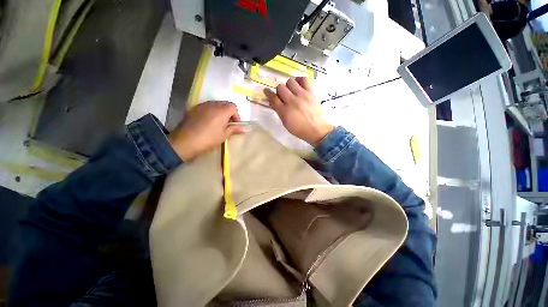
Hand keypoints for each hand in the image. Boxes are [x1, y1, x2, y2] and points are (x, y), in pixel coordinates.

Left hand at [169, 101, 245, 160]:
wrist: (185, 141)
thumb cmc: (208, 139)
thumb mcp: (224, 135)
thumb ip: (234, 129)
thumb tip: (245, 129)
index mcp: (222, 110)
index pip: (233, 106)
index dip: (236, 115)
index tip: (235, 124)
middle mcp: (213, 104)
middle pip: (225, 104)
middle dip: (229, 112)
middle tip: (228, 124)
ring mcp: (202, 105)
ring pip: (216, 104)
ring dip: (220, 111)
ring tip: (218, 123)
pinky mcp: (194, 108)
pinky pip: (207, 106)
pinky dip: (211, 111)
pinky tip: (208, 121)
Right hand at [264, 77, 333, 145]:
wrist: (317, 130)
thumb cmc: (299, 129)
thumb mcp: (286, 123)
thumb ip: (279, 111)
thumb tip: (275, 101)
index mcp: (285, 112)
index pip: (273, 99)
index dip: (268, 94)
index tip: (267, 91)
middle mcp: (292, 102)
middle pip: (280, 88)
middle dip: (279, 91)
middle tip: (283, 96)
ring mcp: (302, 96)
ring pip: (290, 82)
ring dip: (288, 86)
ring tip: (292, 91)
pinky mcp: (311, 92)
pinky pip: (304, 79)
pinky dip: (299, 81)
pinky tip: (299, 86)